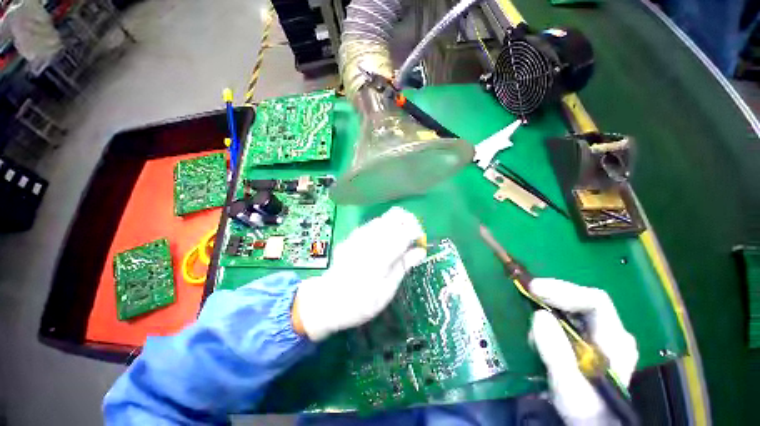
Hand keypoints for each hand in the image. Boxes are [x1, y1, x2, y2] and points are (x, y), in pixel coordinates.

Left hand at [293, 207, 426, 340]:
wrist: (327, 301)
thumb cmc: (361, 303)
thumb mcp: (387, 290)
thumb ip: (403, 266)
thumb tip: (421, 251)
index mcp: (381, 256)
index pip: (405, 232)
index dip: (417, 232)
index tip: (420, 241)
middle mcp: (369, 239)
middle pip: (394, 216)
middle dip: (408, 222)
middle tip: (411, 238)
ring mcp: (358, 235)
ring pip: (383, 218)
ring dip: (396, 225)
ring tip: (398, 241)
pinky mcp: (352, 236)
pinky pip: (372, 224)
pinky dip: (383, 228)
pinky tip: (382, 242)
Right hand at [529, 278, 638, 425]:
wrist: (592, 423)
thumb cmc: (585, 409)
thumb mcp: (568, 387)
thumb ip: (556, 353)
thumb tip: (538, 315)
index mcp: (615, 341)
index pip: (595, 301)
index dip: (563, 290)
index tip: (533, 288)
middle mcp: (612, 332)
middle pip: (582, 300)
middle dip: (552, 295)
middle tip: (526, 293)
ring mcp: (601, 336)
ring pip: (573, 308)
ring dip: (548, 307)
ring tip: (532, 321)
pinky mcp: (588, 340)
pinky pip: (568, 318)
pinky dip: (549, 317)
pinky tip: (539, 330)